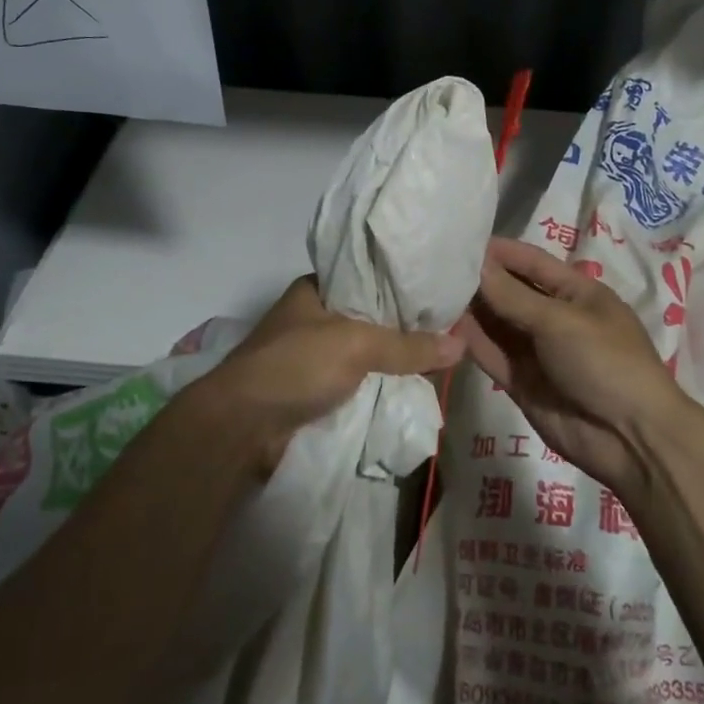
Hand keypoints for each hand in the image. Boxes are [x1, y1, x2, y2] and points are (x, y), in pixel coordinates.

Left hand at [187, 276, 464, 476]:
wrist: (241, 425)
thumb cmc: (295, 364)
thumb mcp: (356, 344)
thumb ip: (407, 345)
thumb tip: (462, 344)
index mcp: (315, 290)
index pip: (366, 277)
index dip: (400, 284)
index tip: (437, 293)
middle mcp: (311, 317)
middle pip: (368, 317)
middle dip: (401, 327)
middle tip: (447, 329)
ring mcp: (309, 355)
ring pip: (362, 353)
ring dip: (390, 360)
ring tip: (438, 358)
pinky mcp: (310, 390)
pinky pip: (354, 382)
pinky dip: (376, 385)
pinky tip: (409, 387)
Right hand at [456, 238, 690, 494]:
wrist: (631, 439)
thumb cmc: (605, 362)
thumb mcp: (559, 321)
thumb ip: (512, 295)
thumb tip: (475, 263)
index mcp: (576, 293)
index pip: (531, 262)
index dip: (499, 251)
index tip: (459, 239)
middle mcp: (554, 317)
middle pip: (510, 292)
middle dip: (478, 280)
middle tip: (432, 267)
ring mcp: (537, 352)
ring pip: (496, 324)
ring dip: (469, 310)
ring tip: (429, 292)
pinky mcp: (521, 382)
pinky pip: (491, 355)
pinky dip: (470, 342)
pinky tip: (442, 327)